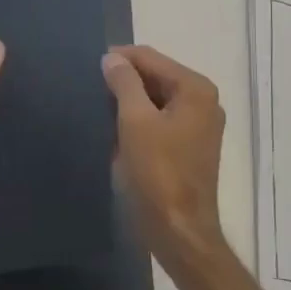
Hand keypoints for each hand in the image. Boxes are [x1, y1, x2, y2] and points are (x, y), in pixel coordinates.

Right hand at [101, 45, 227, 267]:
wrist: (179, 231)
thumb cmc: (158, 173)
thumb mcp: (134, 121)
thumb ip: (123, 83)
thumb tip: (112, 58)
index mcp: (195, 89)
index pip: (150, 57)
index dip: (118, 59)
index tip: (87, 68)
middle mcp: (203, 101)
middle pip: (155, 76)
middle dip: (124, 80)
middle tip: (89, 88)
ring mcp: (199, 125)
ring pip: (156, 98)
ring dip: (128, 101)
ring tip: (97, 107)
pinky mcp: (190, 146)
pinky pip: (159, 119)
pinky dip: (138, 119)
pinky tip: (114, 128)